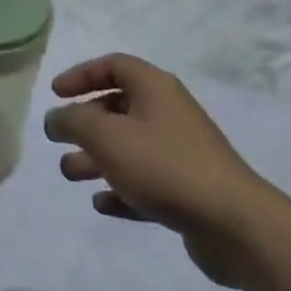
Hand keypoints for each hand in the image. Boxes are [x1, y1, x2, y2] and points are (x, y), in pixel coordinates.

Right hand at [44, 55, 274, 287]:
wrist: (235, 225)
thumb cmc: (164, 165)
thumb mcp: (106, 136)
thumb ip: (72, 121)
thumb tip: (55, 118)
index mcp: (155, 88)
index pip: (113, 65)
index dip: (81, 75)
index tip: (56, 93)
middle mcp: (169, 113)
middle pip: (118, 108)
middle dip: (85, 124)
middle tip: (59, 140)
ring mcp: (181, 153)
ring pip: (129, 147)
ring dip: (96, 159)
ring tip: (71, 174)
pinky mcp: (189, 191)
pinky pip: (146, 182)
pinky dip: (121, 188)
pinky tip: (102, 204)